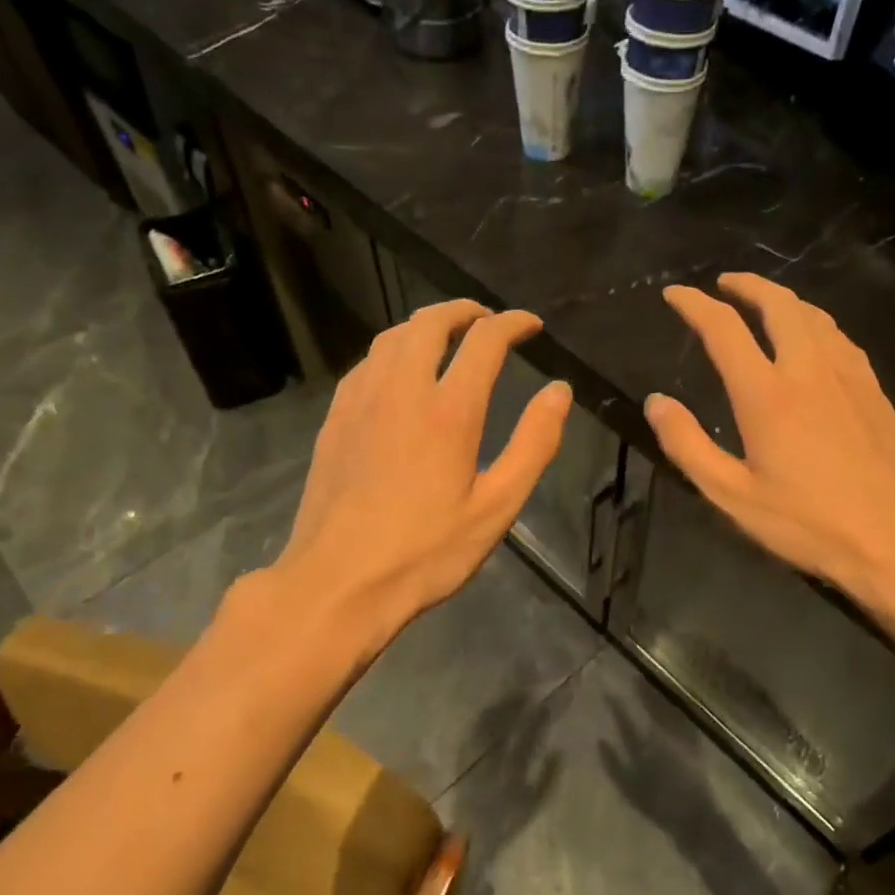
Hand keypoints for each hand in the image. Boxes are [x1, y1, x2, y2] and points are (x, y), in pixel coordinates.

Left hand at [245, 300, 570, 658]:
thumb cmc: (426, 551)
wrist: (338, 582)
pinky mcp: (336, 418)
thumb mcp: (496, 507)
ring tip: (449, 338)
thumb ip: (533, 444)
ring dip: (426, 324)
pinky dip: (394, 350)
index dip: (512, 323)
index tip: (531, 325)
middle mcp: (401, 389)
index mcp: (448, 410)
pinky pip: (367, 362)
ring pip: (393, 336)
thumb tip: (559, 392)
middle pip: (430, 322)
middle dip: (465, 311)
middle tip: (489, 322)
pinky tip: (401, 373)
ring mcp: (361, 400)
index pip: (485, 340)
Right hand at [646, 273, 894, 609]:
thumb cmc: (807, 523)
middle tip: (722, 283)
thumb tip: (656, 402)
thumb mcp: (733, 495)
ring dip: (781, 298)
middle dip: (745, 284)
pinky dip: (813, 322)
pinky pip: (838, 336)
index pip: (723, 328)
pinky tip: (811, 337)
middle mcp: (807, 369)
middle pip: (777, 303)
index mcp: (767, 394)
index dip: (694, 304)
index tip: (674, 294)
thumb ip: (688, 445)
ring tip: (761, 302)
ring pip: (812, 314)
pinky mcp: (872, 388)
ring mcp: (847, 374)